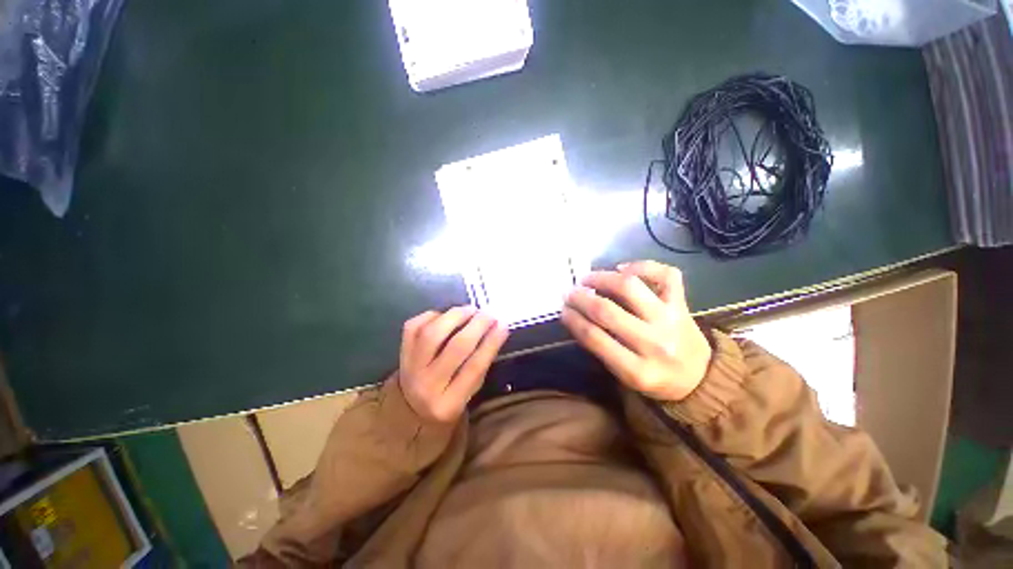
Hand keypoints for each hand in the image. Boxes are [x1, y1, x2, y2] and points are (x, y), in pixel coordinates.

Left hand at [398, 306, 509, 422]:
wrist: (410, 406)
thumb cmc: (449, 396)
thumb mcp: (470, 391)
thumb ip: (482, 363)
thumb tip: (498, 328)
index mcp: (449, 403)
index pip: (474, 368)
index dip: (491, 343)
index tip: (503, 324)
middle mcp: (426, 385)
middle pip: (455, 348)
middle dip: (476, 326)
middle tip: (489, 314)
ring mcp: (409, 367)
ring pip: (432, 333)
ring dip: (455, 316)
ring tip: (471, 310)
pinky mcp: (401, 351)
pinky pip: (415, 326)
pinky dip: (433, 316)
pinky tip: (447, 315)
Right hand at [562, 260, 711, 401]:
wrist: (699, 377)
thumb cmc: (655, 377)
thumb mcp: (624, 375)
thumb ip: (602, 347)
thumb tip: (576, 314)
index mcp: (637, 371)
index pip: (595, 338)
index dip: (574, 320)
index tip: (563, 309)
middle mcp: (655, 343)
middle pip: (608, 311)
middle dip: (581, 298)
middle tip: (569, 292)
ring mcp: (671, 320)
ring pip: (631, 288)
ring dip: (602, 278)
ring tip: (588, 278)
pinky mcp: (683, 304)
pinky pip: (665, 275)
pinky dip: (642, 265)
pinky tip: (623, 269)